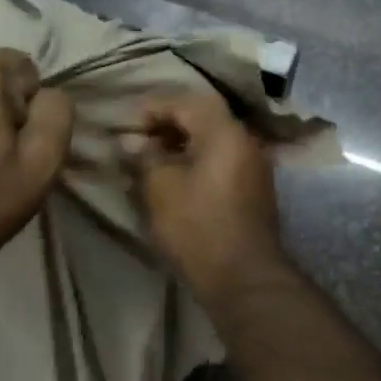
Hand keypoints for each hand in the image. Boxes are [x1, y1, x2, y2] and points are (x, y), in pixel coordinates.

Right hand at [121, 90, 283, 299]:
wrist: (243, 277)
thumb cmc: (197, 226)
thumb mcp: (160, 187)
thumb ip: (143, 156)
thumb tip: (130, 141)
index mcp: (224, 131)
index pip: (184, 102)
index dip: (151, 109)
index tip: (126, 127)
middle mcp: (245, 140)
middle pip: (202, 117)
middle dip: (166, 125)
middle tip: (137, 142)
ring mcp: (254, 166)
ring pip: (212, 140)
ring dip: (181, 144)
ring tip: (150, 162)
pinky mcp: (254, 190)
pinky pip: (221, 161)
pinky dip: (196, 161)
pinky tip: (175, 180)